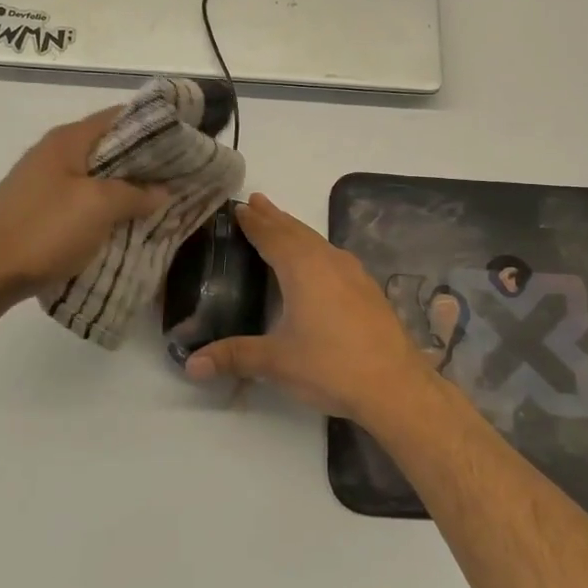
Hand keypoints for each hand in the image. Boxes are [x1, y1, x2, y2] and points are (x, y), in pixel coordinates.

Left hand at [0, 109, 167, 308]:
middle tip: (182, 178)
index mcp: (69, 140)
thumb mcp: (98, 207)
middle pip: (110, 147)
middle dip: (146, 162)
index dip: (156, 126)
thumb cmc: (43, 230)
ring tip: (160, 203)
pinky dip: (106, 208)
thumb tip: (161, 190)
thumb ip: (135, 193)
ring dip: (127, 188)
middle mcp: (55, 153)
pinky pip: (83, 201)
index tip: (187, 141)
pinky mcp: (38, 210)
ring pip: (97, 177)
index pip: (121, 116)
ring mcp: (43, 183)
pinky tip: (124, 226)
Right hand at [184, 194, 436, 424]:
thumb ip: (234, 357)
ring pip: (318, 242)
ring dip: (296, 230)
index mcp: (303, 269)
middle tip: (255, 202)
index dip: (254, 222)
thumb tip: (191, 365)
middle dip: (274, 217)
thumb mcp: (276, 362)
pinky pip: (334, 257)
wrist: (396, 385)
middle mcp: (329, 262)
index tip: (239, 207)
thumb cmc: (331, 366)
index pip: (272, 236)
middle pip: (296, 231)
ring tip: (281, 224)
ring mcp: (354, 274)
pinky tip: (319, 261)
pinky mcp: (368, 290)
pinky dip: (316, 248)